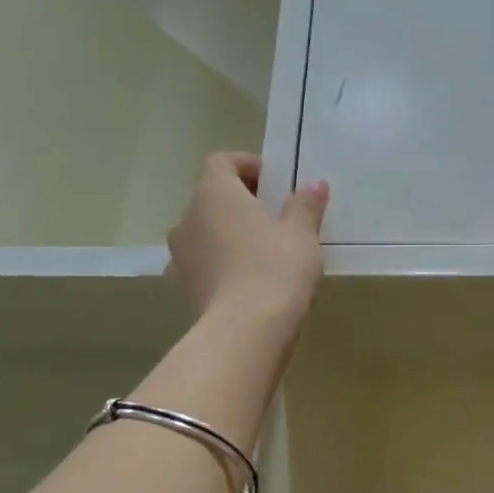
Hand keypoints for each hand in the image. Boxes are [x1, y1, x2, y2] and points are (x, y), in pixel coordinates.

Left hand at [167, 154, 328, 333]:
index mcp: (214, 193)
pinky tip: (246, 280)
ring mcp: (180, 256)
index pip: (221, 162)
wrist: (246, 330)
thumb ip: (305, 205)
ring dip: (227, 234)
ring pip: (204, 232)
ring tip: (261, 251)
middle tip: (274, 217)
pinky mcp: (183, 288)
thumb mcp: (301, 234)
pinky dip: (220, 264)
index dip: (246, 165)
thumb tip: (314, 185)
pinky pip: (202, 264)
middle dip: (240, 202)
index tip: (274, 182)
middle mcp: (187, 218)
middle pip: (211, 197)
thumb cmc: (275, 268)